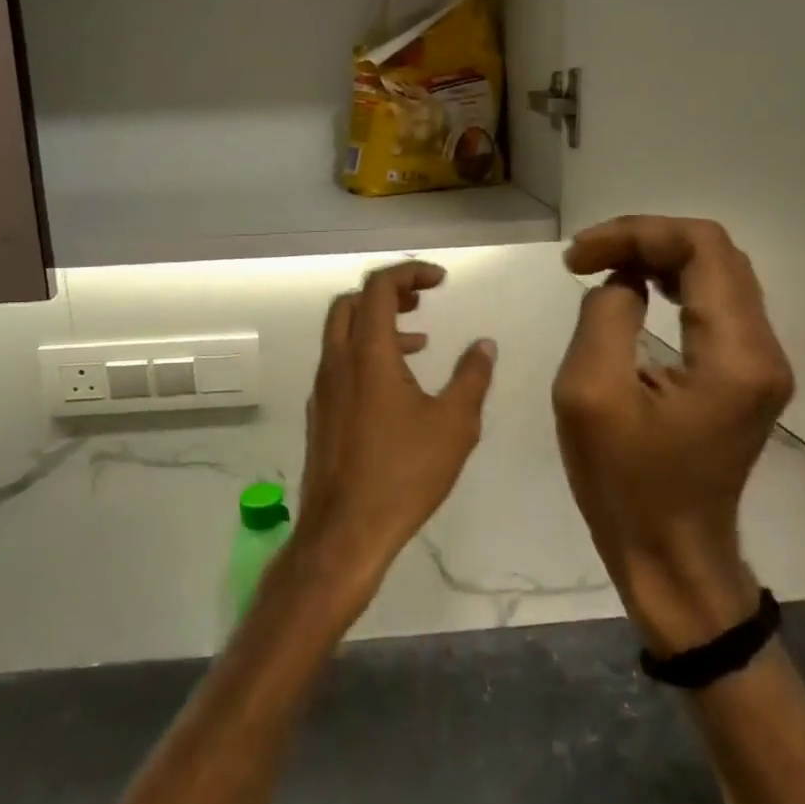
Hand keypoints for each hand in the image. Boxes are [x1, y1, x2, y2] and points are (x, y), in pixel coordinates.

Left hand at [294, 261, 497, 596]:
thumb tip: (484, 344)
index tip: (440, 280)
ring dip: (378, 324)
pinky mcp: (320, 413)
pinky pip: (339, 363)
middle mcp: (337, 361)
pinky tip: (396, 386)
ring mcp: (323, 388)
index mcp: (368, 353)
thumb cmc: (404, 474)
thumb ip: (472, 377)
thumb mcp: (454, 424)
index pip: (378, 287)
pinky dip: (366, 354)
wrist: (345, 531)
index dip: (409, 272)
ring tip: (420, 341)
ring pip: (342, 333)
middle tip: (422, 300)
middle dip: (387, 292)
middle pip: (351, 302)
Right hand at [553, 217, 794, 653]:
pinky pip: (716, 305)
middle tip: (585, 258)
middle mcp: (764, 350)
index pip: (702, 247)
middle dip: (645, 240)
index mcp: (735, 354)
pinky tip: (635, 291)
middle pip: (716, 254)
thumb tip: (622, 283)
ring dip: (658, 258)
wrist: (671, 556)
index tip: (578, 256)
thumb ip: (605, 317)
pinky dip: (672, 284)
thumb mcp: (591, 395)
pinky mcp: (747, 377)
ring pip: (718, 275)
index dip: (636, 233)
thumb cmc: (626, 484)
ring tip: (603, 266)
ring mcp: (761, 365)